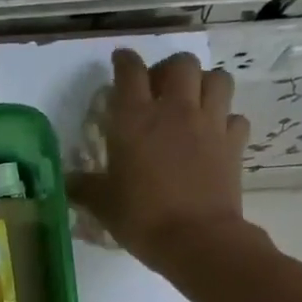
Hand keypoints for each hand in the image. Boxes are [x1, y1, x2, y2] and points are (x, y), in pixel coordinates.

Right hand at [69, 49, 263, 273]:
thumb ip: (83, 187)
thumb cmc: (142, 219)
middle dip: (169, 69)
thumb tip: (66, 181)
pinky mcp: (234, 143)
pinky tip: (214, 134)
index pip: (129, 72)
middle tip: (159, 88)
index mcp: (135, 120)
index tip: (120, 62)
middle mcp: (174, 111)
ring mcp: (209, 124)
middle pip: (180, 64)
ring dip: (204, 84)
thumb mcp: (103, 205)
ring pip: (217, 78)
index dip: (124, 62)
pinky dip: (225, 119)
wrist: (197, 239)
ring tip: (192, 102)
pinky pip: (235, 116)